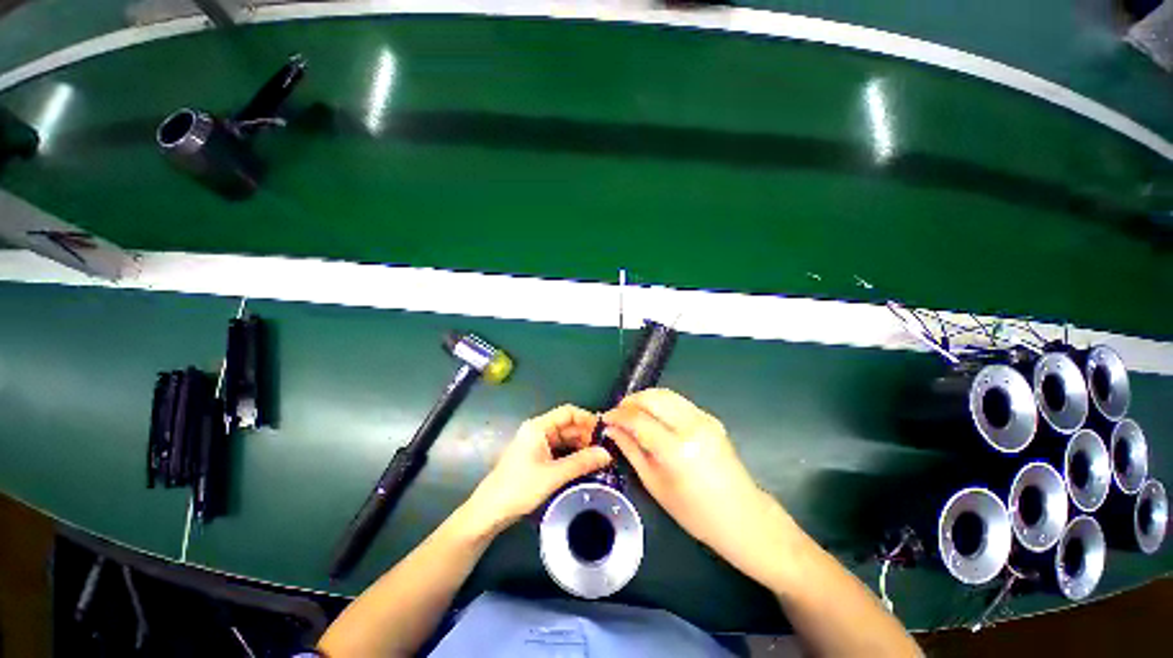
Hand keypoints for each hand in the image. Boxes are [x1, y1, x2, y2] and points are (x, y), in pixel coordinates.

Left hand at [463, 405, 612, 534]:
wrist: (490, 511)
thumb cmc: (519, 488)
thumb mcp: (553, 475)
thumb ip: (581, 463)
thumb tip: (607, 454)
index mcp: (538, 427)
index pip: (568, 412)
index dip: (586, 418)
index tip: (604, 431)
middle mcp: (538, 430)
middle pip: (567, 425)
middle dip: (586, 434)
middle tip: (605, 448)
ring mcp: (536, 444)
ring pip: (564, 438)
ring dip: (580, 445)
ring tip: (598, 457)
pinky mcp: (536, 456)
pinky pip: (559, 449)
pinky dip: (572, 454)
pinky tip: (584, 464)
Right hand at [603, 389, 789, 575]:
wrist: (742, 515)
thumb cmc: (694, 512)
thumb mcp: (654, 484)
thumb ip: (631, 450)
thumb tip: (612, 429)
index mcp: (676, 449)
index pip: (638, 419)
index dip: (618, 415)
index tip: (605, 418)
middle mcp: (691, 426)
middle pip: (652, 397)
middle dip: (630, 401)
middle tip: (618, 414)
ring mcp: (704, 419)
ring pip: (665, 394)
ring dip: (644, 399)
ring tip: (632, 413)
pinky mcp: (710, 417)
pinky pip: (678, 401)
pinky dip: (660, 403)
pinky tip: (652, 416)